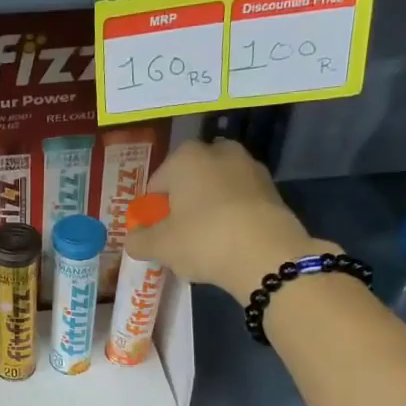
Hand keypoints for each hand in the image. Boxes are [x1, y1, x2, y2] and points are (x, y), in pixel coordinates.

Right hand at [125, 139, 334, 301]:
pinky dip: (233, 215)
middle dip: (183, 204)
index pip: (156, 184)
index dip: (153, 211)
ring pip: (217, 189)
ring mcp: (249, 167)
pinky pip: (240, 201)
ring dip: (209, 208)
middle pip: (189, 182)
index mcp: (185, 157)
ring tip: (207, 242)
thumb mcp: (160, 247)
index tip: (157, 234)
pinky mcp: (272, 188)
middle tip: (181, 236)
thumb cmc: (203, 240)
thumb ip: (139, 240)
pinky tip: (231, 241)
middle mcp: (218, 151)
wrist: (267, 254)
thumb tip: (133, 239)